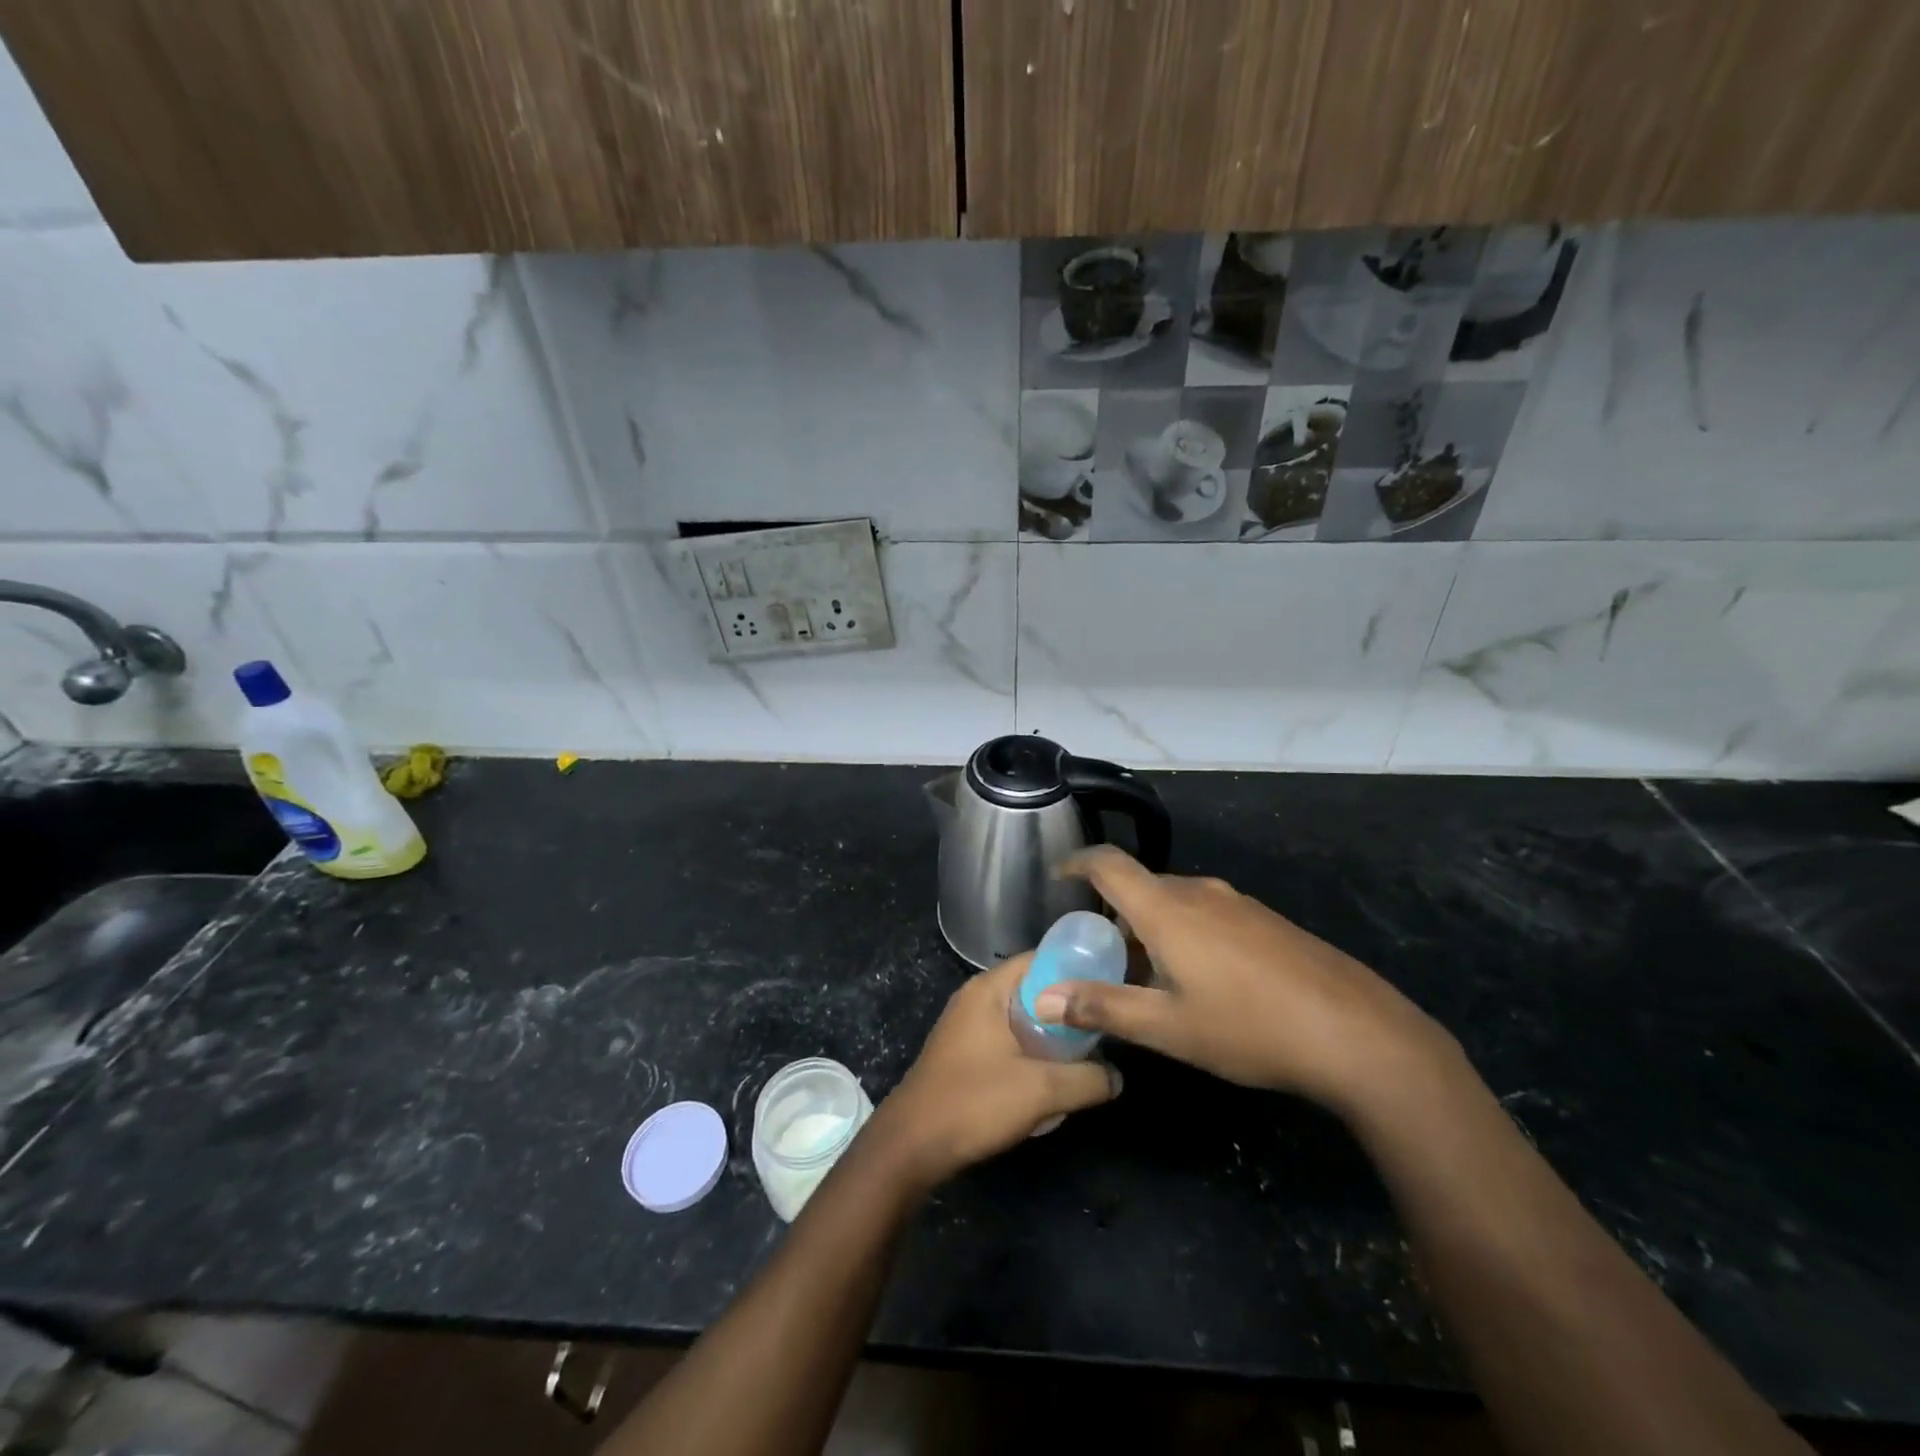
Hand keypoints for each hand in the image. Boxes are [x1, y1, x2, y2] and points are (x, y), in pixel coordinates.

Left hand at [872, 955, 1120, 1187]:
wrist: (913, 1143)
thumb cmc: (975, 1102)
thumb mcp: (1042, 1091)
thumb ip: (1087, 1079)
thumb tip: (1117, 1076)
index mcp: (990, 989)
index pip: (1041, 958)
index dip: (1077, 968)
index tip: (1109, 986)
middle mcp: (977, 996)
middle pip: (1033, 987)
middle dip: (1067, 1006)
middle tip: (1103, 1025)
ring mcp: (967, 1023)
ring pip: (1021, 1015)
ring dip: (1050, 1032)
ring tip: (1084, 1052)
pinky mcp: (964, 1050)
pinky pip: (1007, 1036)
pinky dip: (1031, 1047)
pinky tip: (1051, 1074)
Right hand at [1033, 846, 1451, 1117]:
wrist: (1358, 1033)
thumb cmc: (1249, 1027)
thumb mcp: (1167, 1028)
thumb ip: (1103, 1006)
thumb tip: (1044, 996)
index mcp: (1167, 909)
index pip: (1108, 864)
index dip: (1077, 863)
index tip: (1057, 878)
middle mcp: (1199, 892)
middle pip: (1141, 885)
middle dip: (1112, 912)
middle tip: (1098, 953)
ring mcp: (1238, 903)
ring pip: (1175, 901)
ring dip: (1150, 926)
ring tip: (1146, 973)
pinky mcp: (1266, 920)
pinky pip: (1207, 912)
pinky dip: (1183, 931)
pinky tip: (1199, 978)